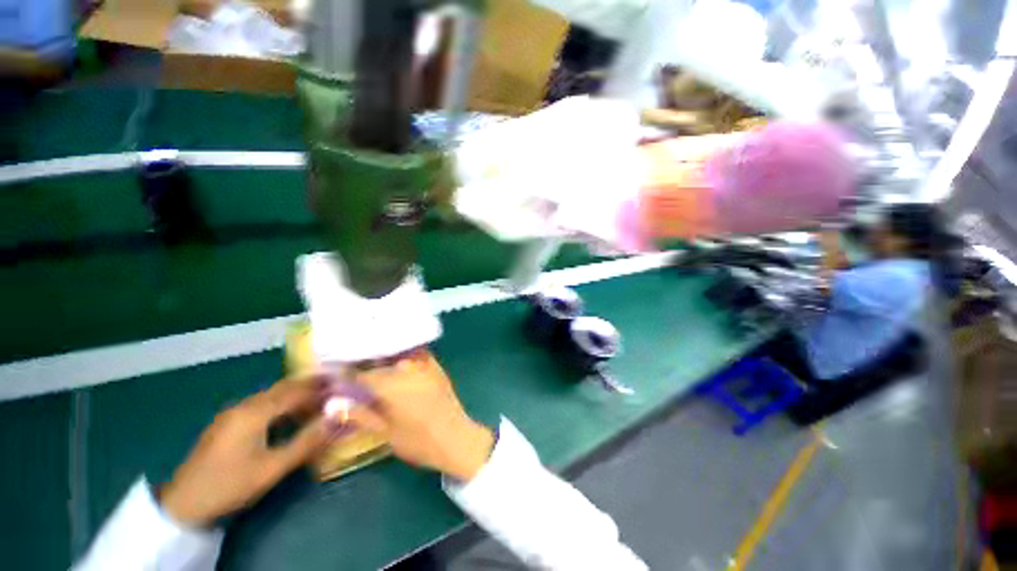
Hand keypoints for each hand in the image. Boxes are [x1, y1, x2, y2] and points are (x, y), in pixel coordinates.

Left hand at [161, 381, 332, 526]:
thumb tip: (337, 417)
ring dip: (295, 395)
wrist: (183, 504)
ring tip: (317, 400)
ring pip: (271, 395)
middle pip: (283, 388)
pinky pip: (261, 405)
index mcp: (255, 412)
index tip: (342, 385)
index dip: (320, 388)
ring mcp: (232, 413)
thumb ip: (307, 441)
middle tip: (334, 386)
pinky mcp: (227, 423)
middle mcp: (244, 405)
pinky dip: (281, 404)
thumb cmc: (230, 485)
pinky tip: (288, 415)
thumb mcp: (272, 468)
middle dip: (309, 385)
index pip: (295, 392)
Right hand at [344, 351, 493, 481]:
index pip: (361, 374)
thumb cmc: (418, 441)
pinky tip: (396, 362)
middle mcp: (407, 369)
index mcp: (391, 385)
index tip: (333, 375)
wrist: (455, 438)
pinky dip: (403, 355)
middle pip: (379, 360)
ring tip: (370, 363)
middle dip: (362, 363)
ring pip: (397, 354)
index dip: (345, 375)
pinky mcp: (436, 366)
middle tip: (350, 369)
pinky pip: (416, 353)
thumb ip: (360, 415)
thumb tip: (332, 404)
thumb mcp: (385, 432)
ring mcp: (425, 365)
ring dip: (382, 357)